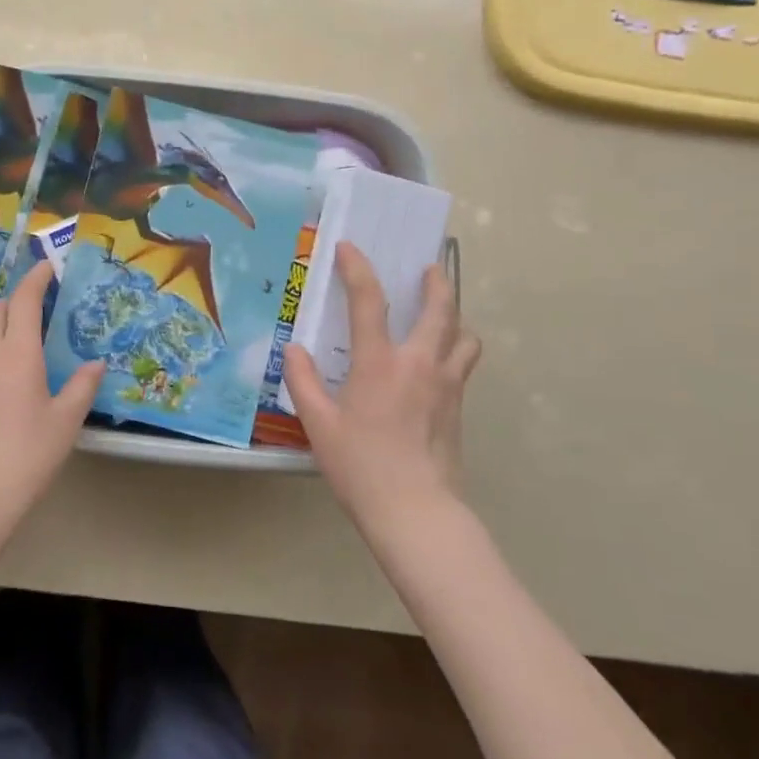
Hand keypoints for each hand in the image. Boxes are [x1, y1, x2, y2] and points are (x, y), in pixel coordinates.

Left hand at [0, 260, 103, 558]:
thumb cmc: (29, 452)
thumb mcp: (66, 419)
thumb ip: (82, 385)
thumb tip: (96, 363)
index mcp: (17, 352)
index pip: (23, 301)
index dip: (35, 279)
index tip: (48, 267)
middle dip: (16, 299)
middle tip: (40, 306)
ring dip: (1, 321)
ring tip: (26, 335)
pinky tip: (9, 368)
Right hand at [285, 242, 480, 532]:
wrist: (415, 511)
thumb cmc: (360, 466)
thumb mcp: (318, 423)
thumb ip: (303, 381)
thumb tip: (294, 349)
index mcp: (380, 363)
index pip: (370, 301)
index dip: (357, 268)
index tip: (349, 248)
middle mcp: (420, 364)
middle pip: (441, 309)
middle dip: (436, 282)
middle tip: (429, 267)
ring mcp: (446, 385)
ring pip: (464, 337)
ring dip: (454, 318)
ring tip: (440, 317)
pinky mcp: (459, 407)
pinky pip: (462, 364)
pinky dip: (455, 349)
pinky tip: (436, 363)